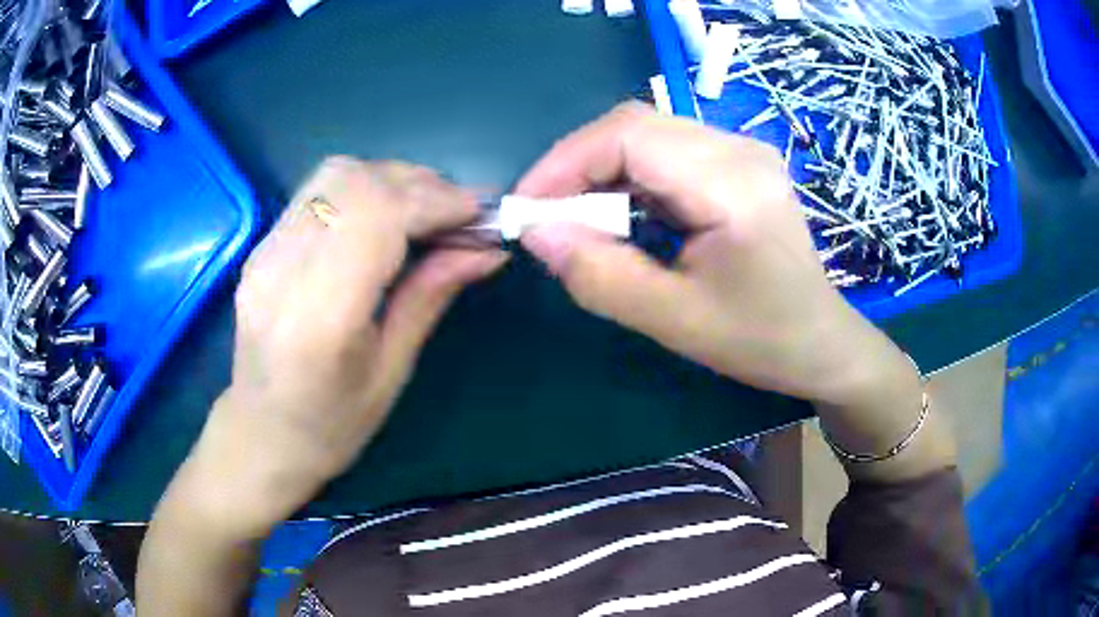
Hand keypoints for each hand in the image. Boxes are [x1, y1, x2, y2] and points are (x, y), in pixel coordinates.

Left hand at [177, 158, 506, 534]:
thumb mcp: (392, 371)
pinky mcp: (262, 245)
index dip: (435, 201)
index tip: (478, 213)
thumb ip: (431, 296)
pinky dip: (363, 189)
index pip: (378, 216)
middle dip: (418, 183)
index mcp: (320, 317)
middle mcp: (283, 269)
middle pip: (355, 181)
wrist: (261, 433)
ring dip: (390, 179)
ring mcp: (265, 251)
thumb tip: (488, 250)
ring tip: (424, 210)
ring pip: (335, 174)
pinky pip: (318, 192)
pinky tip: (383, 218)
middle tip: (457, 213)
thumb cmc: (331, 424)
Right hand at [517, 103, 905, 405]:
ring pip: (647, 135)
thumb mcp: (676, 321)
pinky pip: (666, 152)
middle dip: (577, 166)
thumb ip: (600, 277)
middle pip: (635, 126)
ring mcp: (742, 151)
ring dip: (600, 172)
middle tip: (546, 217)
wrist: (822, 342)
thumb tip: (537, 234)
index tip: (527, 207)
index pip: (630, 135)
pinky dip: (628, 178)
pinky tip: (619, 215)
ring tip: (576, 220)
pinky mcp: (738, 163)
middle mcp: (740, 150)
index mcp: (734, 184)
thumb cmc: (762, 341)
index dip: (565, 162)